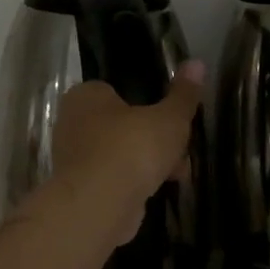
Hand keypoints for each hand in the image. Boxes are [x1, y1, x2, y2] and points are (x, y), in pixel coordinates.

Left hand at [50, 60, 204, 241]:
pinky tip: (158, 192)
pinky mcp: (80, 190)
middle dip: (155, 140)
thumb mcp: (169, 118)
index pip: (119, 91)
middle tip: (181, 151)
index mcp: (86, 96)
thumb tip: (197, 63)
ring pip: (121, 155)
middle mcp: (72, 124)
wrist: (99, 205)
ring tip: (178, 175)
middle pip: (123, 126)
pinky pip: (114, 180)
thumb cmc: (131, 148)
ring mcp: (74, 160)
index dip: (150, 105)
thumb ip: (183, 94)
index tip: (175, 121)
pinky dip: (135, 185)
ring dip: (149, 165)